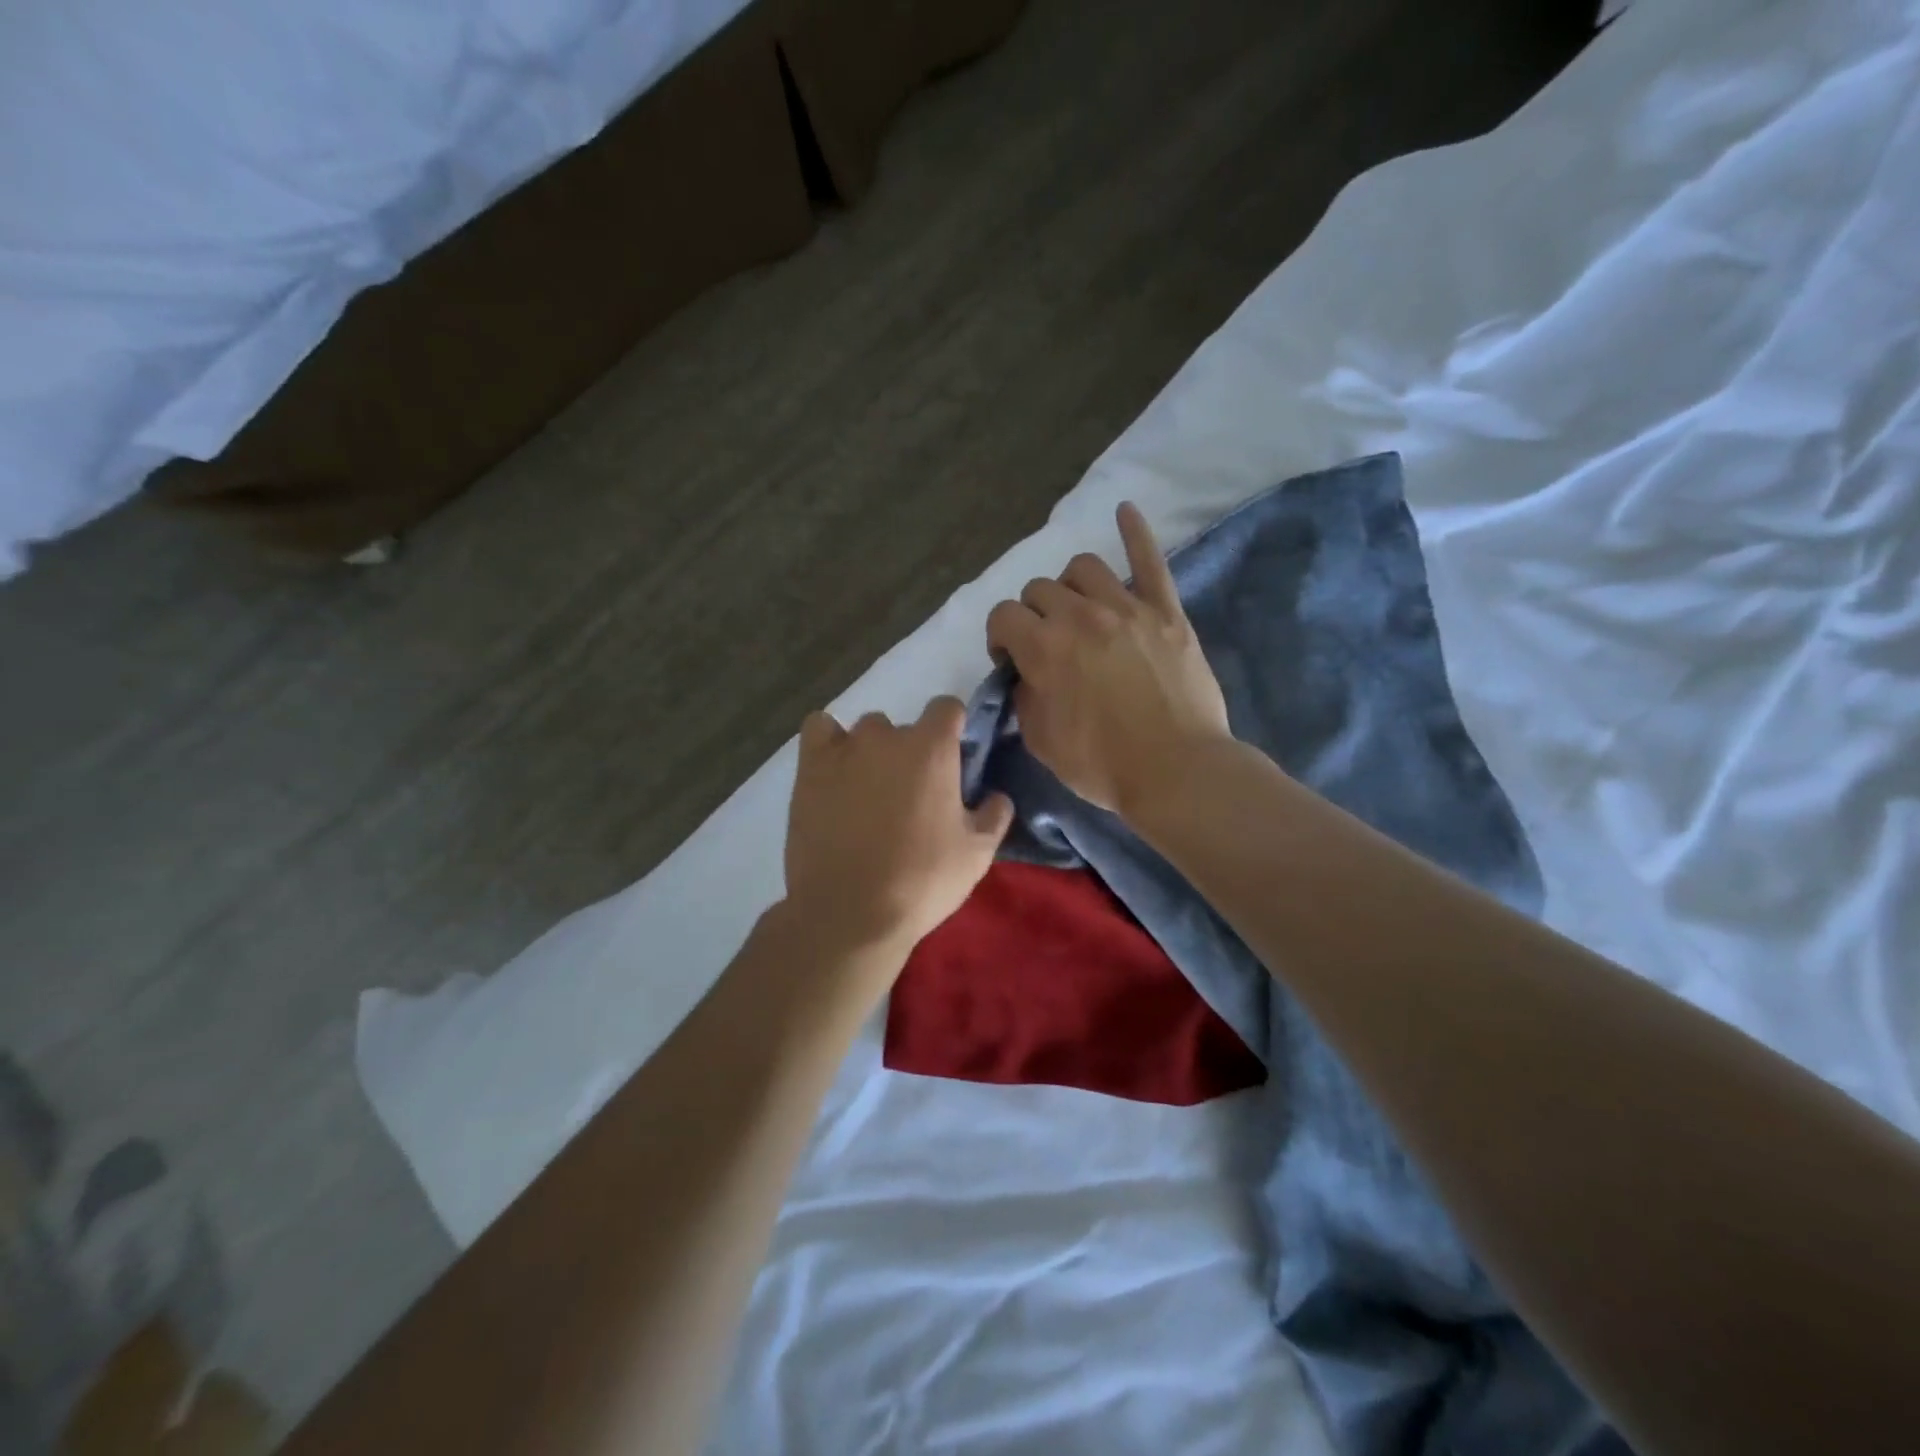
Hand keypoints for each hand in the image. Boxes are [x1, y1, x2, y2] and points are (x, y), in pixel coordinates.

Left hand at [783, 697, 1013, 972]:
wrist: (849, 912)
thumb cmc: (921, 881)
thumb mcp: (977, 854)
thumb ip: (994, 815)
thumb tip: (997, 796)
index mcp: (932, 749)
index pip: (947, 707)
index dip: (953, 729)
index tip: (953, 761)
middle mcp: (887, 737)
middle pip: (905, 727)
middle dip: (912, 754)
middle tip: (912, 797)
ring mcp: (844, 749)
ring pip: (865, 732)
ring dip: (873, 752)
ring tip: (870, 792)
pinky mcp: (809, 768)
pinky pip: (819, 730)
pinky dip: (829, 742)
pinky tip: (835, 770)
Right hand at [985, 502, 1230, 816]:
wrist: (1177, 772)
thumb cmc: (1102, 765)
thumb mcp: (1041, 741)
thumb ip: (1024, 697)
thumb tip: (1027, 675)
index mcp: (1043, 647)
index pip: (1002, 616)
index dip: (1000, 638)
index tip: (1011, 661)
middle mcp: (1080, 615)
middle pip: (1039, 588)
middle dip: (1032, 614)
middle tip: (1046, 644)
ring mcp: (1127, 608)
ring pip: (1084, 567)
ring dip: (1070, 585)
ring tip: (1078, 608)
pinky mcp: (1166, 612)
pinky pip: (1150, 561)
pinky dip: (1135, 532)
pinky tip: (1124, 510)